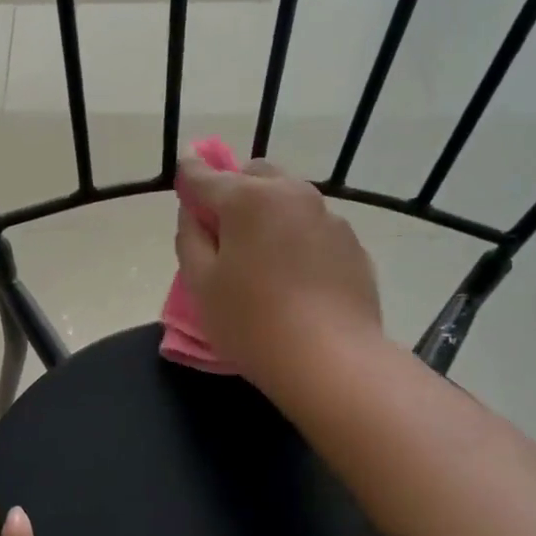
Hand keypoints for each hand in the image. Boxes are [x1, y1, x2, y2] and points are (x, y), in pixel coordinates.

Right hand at [174, 155, 382, 399]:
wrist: (331, 360)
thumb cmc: (251, 322)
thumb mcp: (200, 284)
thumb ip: (189, 238)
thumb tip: (194, 213)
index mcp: (248, 198)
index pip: (204, 175)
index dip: (188, 177)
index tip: (183, 183)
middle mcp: (292, 194)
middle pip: (254, 175)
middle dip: (234, 191)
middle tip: (223, 232)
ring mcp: (329, 218)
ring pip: (289, 199)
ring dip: (269, 213)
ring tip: (262, 258)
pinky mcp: (352, 245)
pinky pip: (314, 228)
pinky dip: (297, 238)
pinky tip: (295, 278)